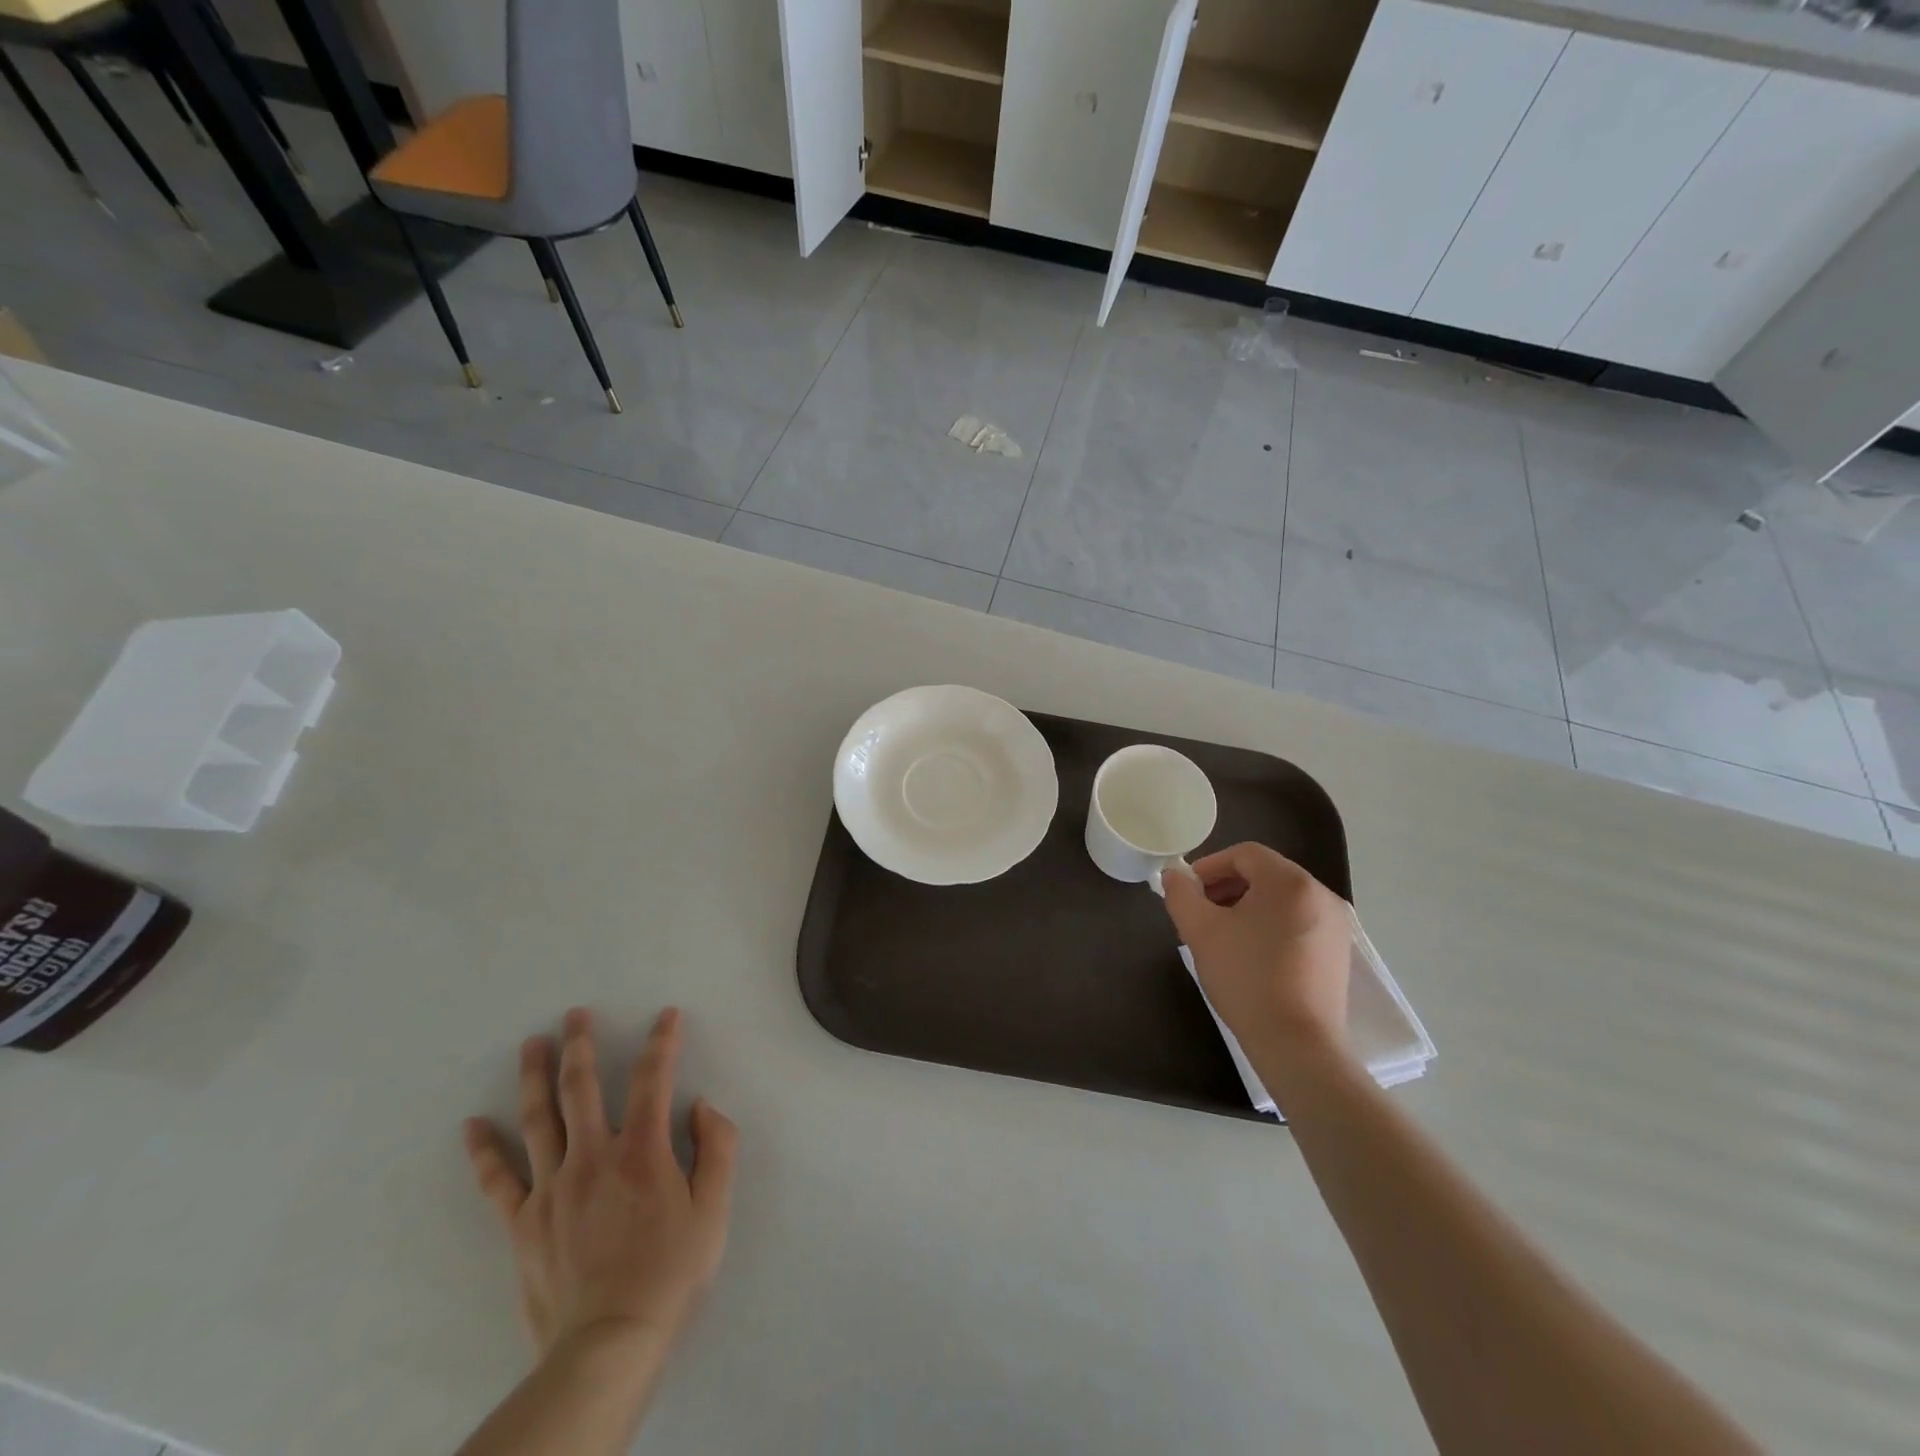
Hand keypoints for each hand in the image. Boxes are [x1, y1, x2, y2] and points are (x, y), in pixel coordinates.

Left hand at [462, 1007, 738, 1365]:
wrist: (608, 1346)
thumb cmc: (670, 1273)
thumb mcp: (715, 1210)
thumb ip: (718, 1148)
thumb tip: (701, 1106)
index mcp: (642, 1150)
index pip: (653, 1078)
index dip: (663, 1041)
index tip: (667, 1016)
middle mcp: (592, 1156)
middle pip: (581, 1087)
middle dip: (580, 1045)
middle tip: (574, 1014)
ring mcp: (551, 1188)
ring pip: (538, 1119)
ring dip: (534, 1077)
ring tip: (531, 1045)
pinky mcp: (523, 1223)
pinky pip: (498, 1180)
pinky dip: (483, 1151)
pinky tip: (472, 1126)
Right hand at [1161, 843, 1352, 1064]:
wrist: (1297, 1044)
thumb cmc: (1246, 978)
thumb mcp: (1200, 931)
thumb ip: (1181, 894)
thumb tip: (1174, 875)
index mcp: (1290, 882)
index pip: (1245, 854)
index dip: (1210, 866)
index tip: (1188, 890)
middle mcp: (1320, 894)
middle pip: (1265, 874)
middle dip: (1227, 886)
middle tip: (1201, 912)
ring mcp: (1335, 925)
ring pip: (1282, 899)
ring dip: (1247, 906)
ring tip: (1222, 934)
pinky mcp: (1338, 953)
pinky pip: (1298, 922)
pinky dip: (1271, 925)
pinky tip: (1251, 954)